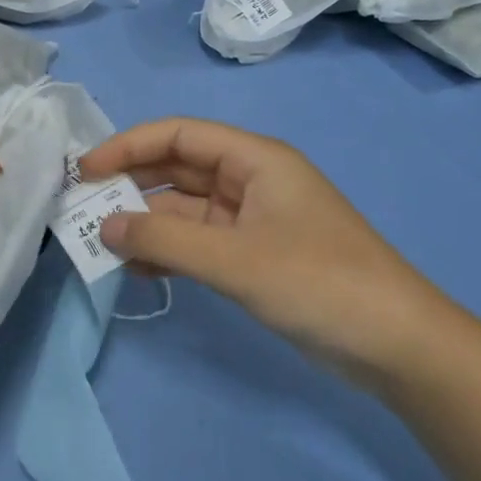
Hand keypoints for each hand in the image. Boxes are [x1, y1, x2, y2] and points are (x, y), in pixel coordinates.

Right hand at [78, 117, 467, 392]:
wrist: (397, 345)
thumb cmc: (318, 283)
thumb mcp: (235, 259)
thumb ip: (164, 241)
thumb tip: (103, 227)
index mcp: (254, 160)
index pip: (179, 134)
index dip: (128, 146)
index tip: (85, 171)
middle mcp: (251, 180)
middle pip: (178, 169)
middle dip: (131, 185)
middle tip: (82, 209)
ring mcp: (253, 220)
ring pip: (184, 209)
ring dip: (146, 224)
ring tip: (101, 245)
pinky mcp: (254, 256)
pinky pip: (198, 243)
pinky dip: (168, 252)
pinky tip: (137, 270)